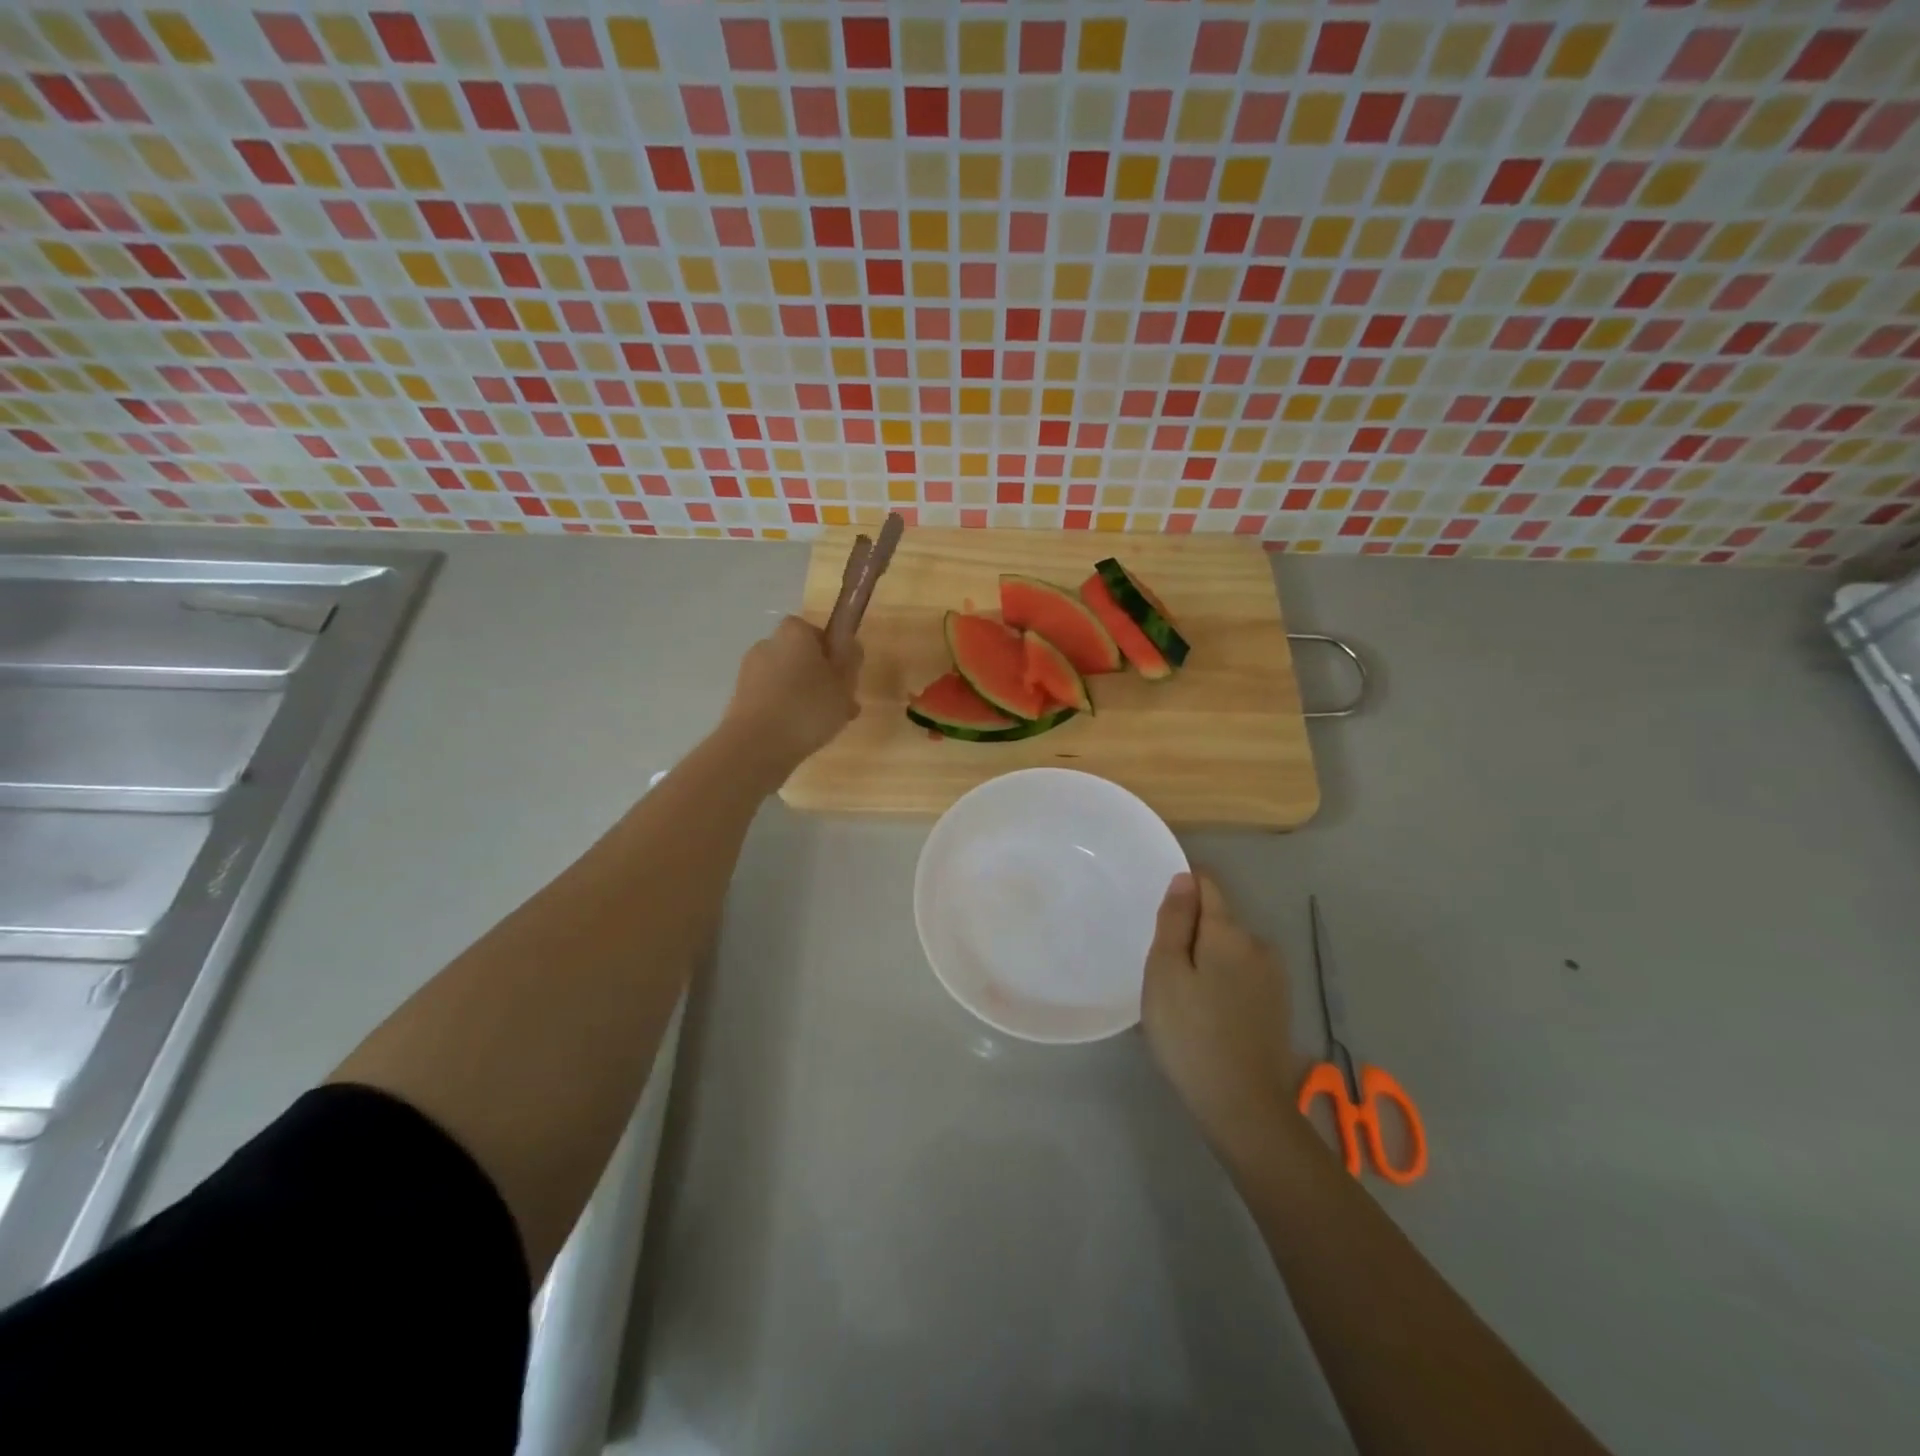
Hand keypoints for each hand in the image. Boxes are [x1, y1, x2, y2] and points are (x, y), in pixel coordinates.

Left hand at [722, 615, 861, 776]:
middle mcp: (768, 645)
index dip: (832, 652)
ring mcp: (749, 672)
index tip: (844, 676)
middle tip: (839, 705)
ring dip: (803, 696)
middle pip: (800, 656)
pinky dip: (786, 711)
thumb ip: (850, 659)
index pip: (816, 631)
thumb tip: (849, 642)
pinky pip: (772, 699)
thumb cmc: (808, 707)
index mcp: (794, 633)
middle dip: (819, 677)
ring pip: (786, 680)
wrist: (757, 745)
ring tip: (824, 726)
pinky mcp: (740, 698)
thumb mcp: (844, 683)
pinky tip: (800, 734)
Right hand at [1142, 871, 1302, 1161]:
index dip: (1181, 890)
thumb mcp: (1165, 972)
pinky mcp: (1278, 1006)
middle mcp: (1259, 945)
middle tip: (1161, 971)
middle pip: (1218, 921)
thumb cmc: (1190, 1034)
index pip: (1207, 886)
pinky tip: (1205, 1016)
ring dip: (1206, 961)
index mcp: (1230, 932)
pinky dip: (1221, 984)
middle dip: (1191, 934)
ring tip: (1180, 999)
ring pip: (1230, 951)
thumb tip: (1185, 878)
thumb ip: (1175, 921)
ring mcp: (1274, 978)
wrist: (1243, 1106)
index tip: (1158, 917)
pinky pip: (1241, 976)